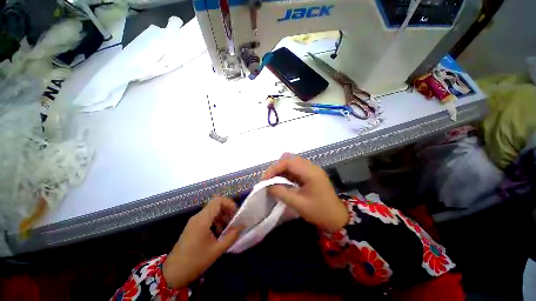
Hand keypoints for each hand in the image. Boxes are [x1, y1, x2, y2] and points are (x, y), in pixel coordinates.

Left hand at [163, 197, 243, 288]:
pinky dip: (216, 220)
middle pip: (215, 204)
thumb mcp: (217, 250)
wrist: (173, 273)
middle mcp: (198, 217)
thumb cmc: (195, 261)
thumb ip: (231, 236)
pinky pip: (207, 217)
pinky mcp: (193, 226)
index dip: (229, 203)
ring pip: (212, 210)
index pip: (218, 200)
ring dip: (222, 215)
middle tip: (234, 220)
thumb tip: (242, 225)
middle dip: (227, 209)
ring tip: (228, 228)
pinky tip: (219, 232)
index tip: (236, 213)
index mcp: (202, 220)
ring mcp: (194, 221)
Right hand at [262, 153, 347, 232]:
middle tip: (268, 180)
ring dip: (280, 169)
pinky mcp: (309, 173)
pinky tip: (281, 181)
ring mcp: (311, 169)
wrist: (337, 218)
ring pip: (291, 162)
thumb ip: (281, 193)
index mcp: (310, 172)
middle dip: (276, 168)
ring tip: (272, 180)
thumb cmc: (320, 212)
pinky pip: (294, 168)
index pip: (288, 162)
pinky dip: (286, 173)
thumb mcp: (299, 204)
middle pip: (289, 159)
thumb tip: (268, 186)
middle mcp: (311, 166)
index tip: (265, 180)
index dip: (274, 168)